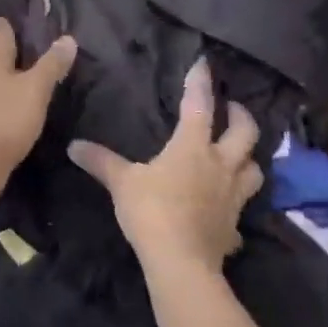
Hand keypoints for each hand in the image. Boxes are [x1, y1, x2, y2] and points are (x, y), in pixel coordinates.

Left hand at [0, 18, 76, 201]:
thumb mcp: (35, 91)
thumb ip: (51, 66)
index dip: (5, 24)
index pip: (0, 36)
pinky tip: (4, 112)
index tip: (6, 12)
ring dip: (0, 82)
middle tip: (22, 48)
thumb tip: (68, 38)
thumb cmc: (5, 121)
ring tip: (17, 82)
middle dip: (5, 55)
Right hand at [67, 58, 261, 276]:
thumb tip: (73, 146)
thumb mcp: (122, 183)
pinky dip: (235, 206)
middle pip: (245, 133)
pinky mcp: (235, 227)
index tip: (204, 63)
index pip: (199, 105)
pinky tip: (225, 211)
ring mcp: (233, 197)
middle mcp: (220, 165)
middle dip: (241, 116)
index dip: (200, 82)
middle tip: (233, 109)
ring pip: (254, 169)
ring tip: (238, 155)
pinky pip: (241, 211)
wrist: (181, 263)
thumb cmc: (153, 211)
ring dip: (249, 159)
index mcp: (193, 147)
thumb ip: (101, 161)